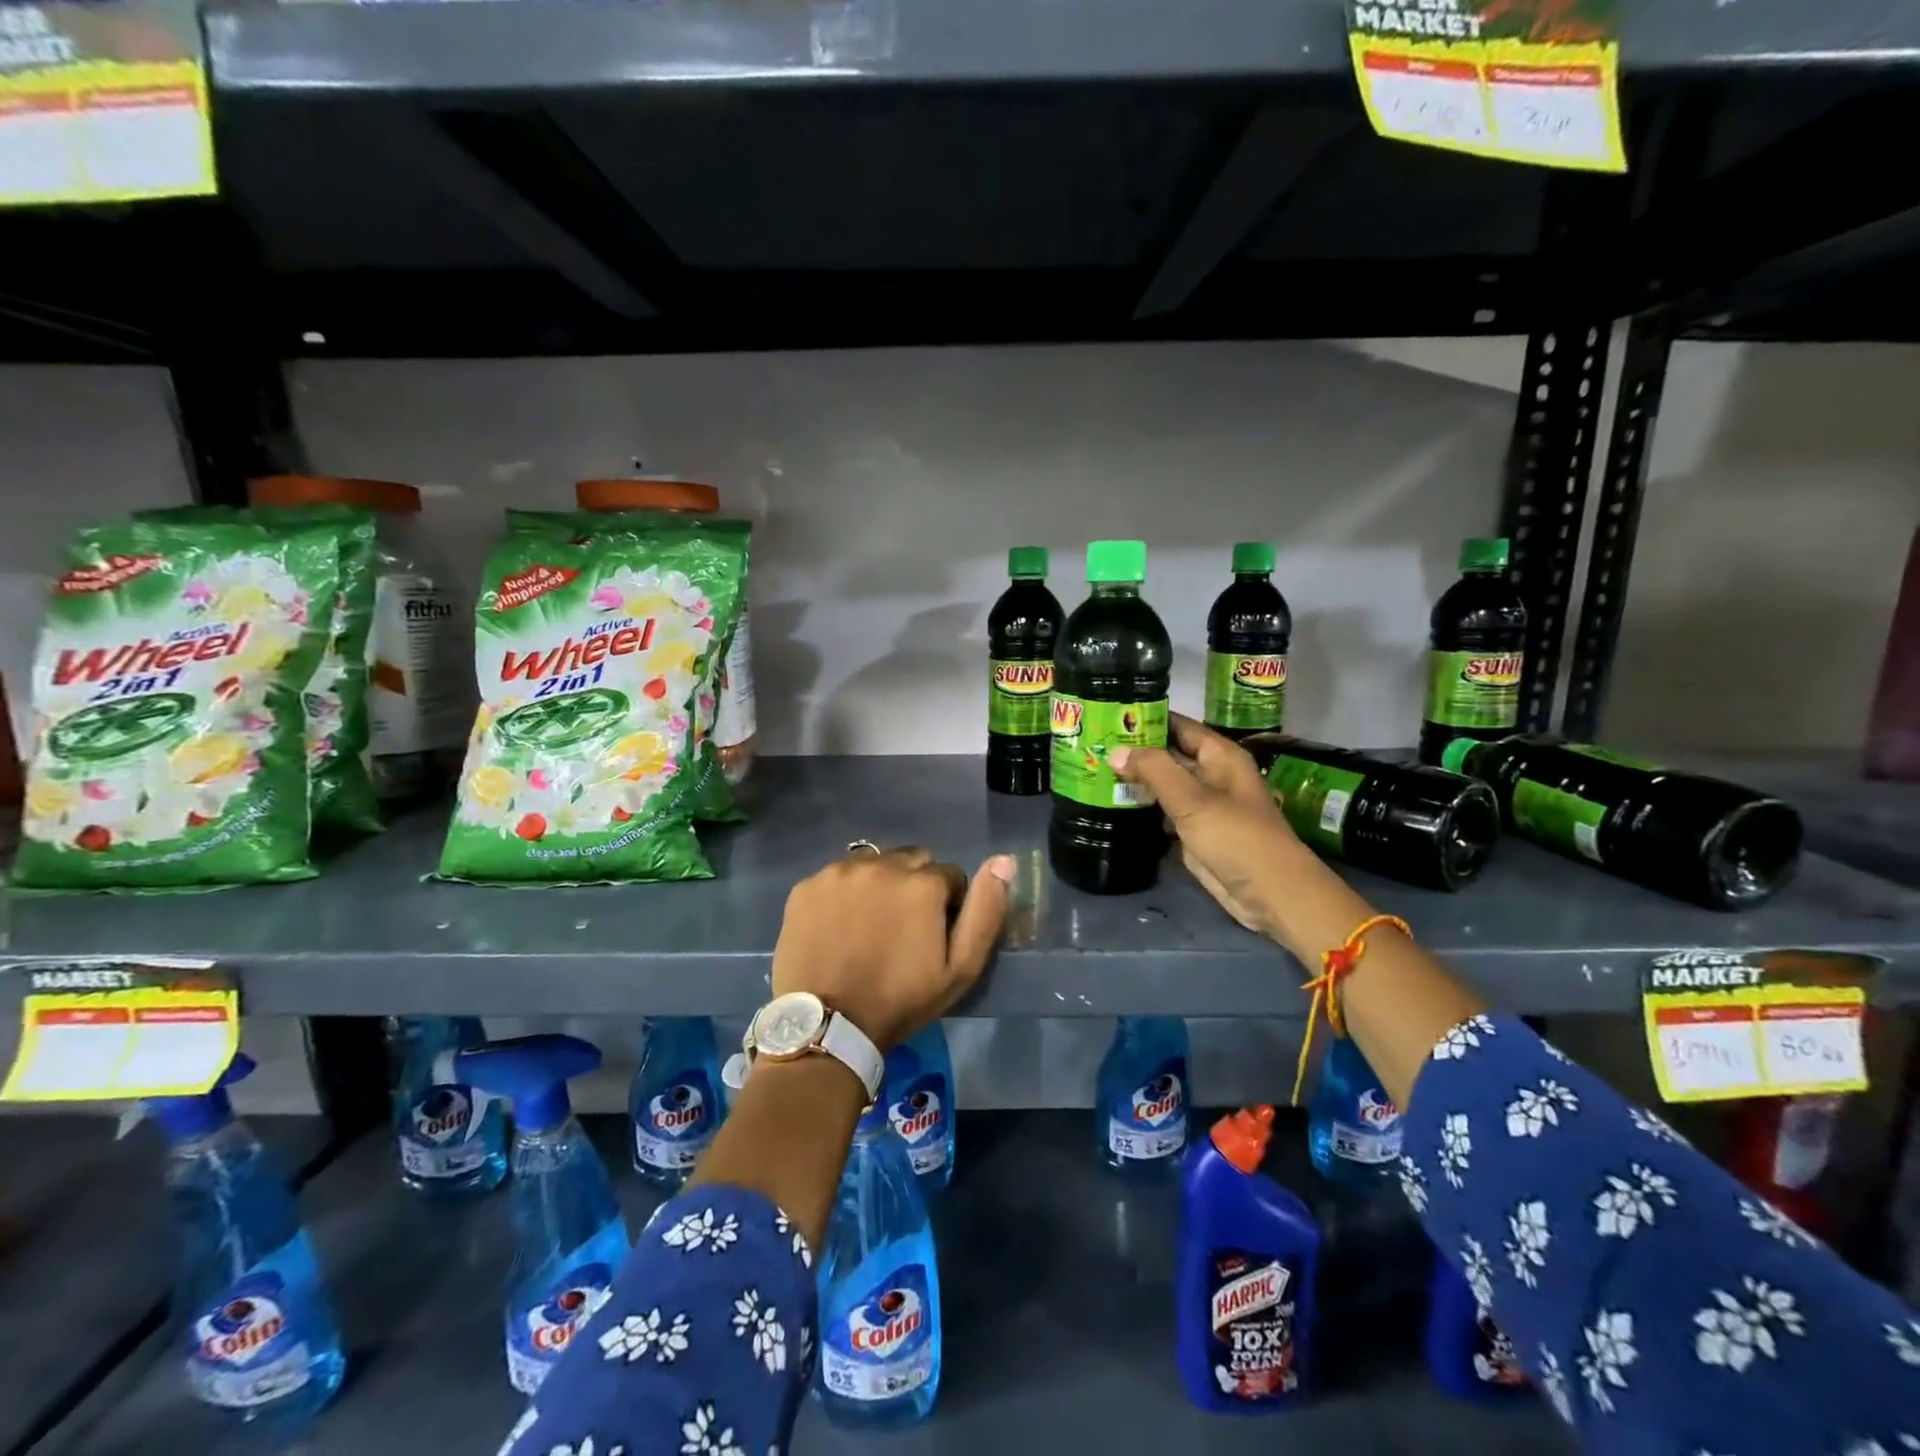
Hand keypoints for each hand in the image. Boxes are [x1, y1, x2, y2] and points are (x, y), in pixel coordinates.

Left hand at [771, 846, 1013, 1051]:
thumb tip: (1004, 860)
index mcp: (922, 883)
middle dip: (915, 887)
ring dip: (879, 885)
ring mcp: (839, 872)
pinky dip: (844, 894)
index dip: (947, 906)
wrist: (829, 1026)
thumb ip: (986, 911)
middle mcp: (881, 865)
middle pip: (912, 861)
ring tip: (869, 926)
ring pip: (874, 864)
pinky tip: (839, 926)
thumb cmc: (902, 1000)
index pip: (950, 876)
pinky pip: (837, 877)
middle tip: (902, 929)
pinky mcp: (807, 885)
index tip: (932, 937)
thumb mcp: (960, 969)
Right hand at [1110, 714, 1307, 938]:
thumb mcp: (1193, 799)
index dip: (1146, 718)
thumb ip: (1154, 770)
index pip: (1178, 725)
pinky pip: (1163, 811)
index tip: (1109, 714)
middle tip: (1091, 743)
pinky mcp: (1195, 832)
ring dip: (1135, 779)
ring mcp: (1202, 805)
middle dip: (1135, 749)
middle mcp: (1211, 775)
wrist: (1269, 893)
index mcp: (1219, 756)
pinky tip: (1112, 802)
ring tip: (1094, 768)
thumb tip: (1115, 751)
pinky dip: (1142, 806)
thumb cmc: (1236, 837)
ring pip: (1163, 783)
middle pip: (1168, 754)